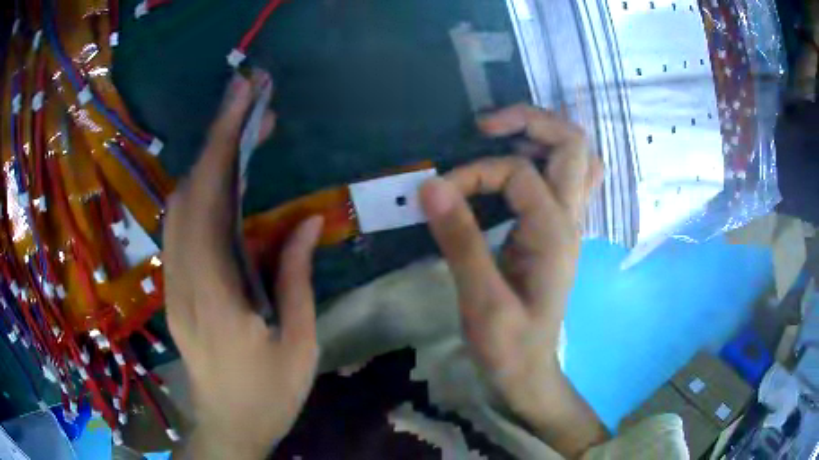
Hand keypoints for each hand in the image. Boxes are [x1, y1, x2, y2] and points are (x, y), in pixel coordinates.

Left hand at [164, 71, 322, 459]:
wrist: (227, 426)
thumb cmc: (268, 395)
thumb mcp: (298, 345)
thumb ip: (294, 279)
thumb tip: (305, 222)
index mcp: (214, 295)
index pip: (209, 201)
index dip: (223, 143)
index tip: (243, 99)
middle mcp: (183, 279)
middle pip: (188, 193)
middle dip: (216, 138)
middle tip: (251, 101)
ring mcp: (174, 283)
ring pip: (180, 205)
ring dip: (208, 160)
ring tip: (243, 130)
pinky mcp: (175, 288)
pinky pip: (182, 226)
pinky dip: (201, 189)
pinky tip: (225, 176)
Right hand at [420, 105, 606, 457]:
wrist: (528, 371)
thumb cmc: (507, 345)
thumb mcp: (480, 300)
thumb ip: (460, 240)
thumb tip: (430, 185)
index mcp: (553, 233)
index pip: (517, 172)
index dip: (474, 173)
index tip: (437, 194)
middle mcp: (569, 219)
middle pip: (574, 144)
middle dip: (532, 120)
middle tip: (486, 126)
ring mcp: (568, 223)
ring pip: (579, 157)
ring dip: (545, 135)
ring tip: (502, 135)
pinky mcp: (557, 231)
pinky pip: (567, 178)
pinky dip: (546, 158)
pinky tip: (516, 165)